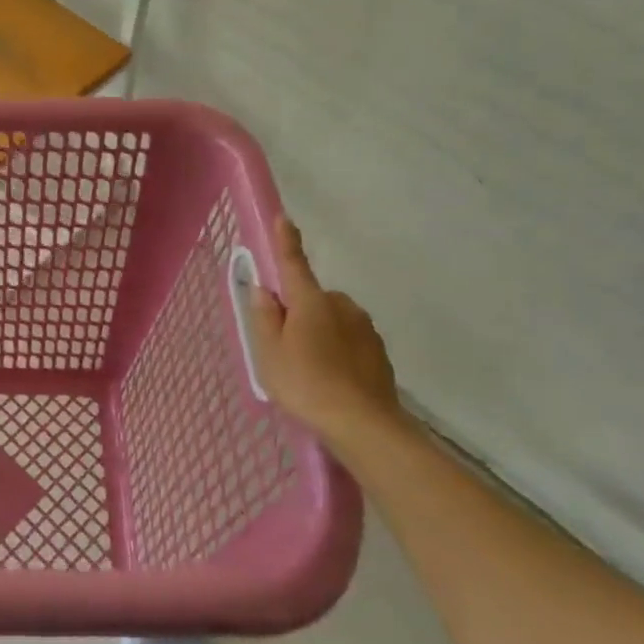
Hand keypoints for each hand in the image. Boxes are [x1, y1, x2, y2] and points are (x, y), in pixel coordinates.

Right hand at [247, 216, 401, 451]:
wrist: (364, 425)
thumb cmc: (306, 383)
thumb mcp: (269, 352)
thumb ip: (264, 317)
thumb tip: (264, 290)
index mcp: (310, 301)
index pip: (293, 263)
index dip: (286, 241)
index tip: (283, 218)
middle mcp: (341, 305)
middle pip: (312, 299)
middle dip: (299, 313)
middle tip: (284, 348)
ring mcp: (364, 328)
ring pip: (332, 321)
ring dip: (320, 335)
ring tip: (309, 372)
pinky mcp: (379, 352)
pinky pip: (349, 342)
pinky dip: (337, 353)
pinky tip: (331, 381)